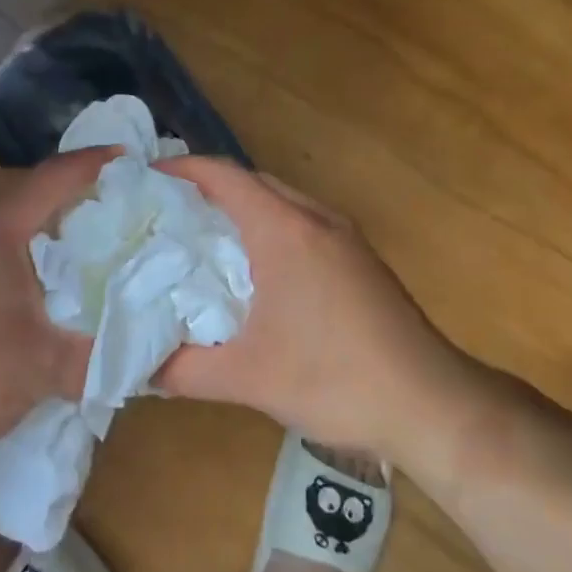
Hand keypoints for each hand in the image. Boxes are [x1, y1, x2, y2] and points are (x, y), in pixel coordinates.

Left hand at [0, 148, 115, 458]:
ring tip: (92, 256)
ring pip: (10, 231)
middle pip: (33, 199)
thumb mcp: (38, 369)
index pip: (54, 179)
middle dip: (78, 203)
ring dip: (49, 237)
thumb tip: (151, 360)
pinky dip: (24, 262)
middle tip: (125, 215)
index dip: (95, 165)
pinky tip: (41, 296)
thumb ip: (98, 358)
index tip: (132, 159)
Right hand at [152, 157, 467, 461]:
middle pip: (252, 181)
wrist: (430, 402)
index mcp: (285, 231)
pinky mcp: (360, 258)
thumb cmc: (335, 379)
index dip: (182, 168)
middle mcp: (315, 219)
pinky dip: (269, 226)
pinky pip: (302, 222)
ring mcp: (344, 236)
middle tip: (166, 211)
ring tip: (202, 236)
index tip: (147, 177)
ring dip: (242, 207)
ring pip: (281, 200)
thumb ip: (184, 371)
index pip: (224, 176)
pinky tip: (256, 268)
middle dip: (207, 187)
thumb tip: (140, 367)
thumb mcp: (248, 379)